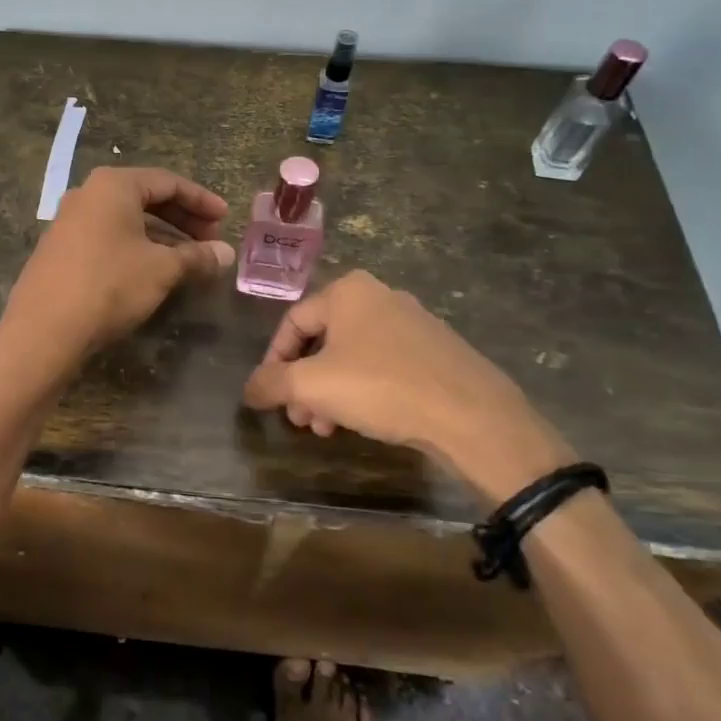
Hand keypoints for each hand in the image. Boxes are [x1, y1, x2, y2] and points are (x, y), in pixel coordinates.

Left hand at [1, 167, 234, 362]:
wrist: (44, 330)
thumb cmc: (109, 285)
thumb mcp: (162, 269)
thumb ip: (197, 256)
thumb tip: (227, 254)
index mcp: (113, 185)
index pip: (168, 182)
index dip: (202, 200)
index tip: (226, 218)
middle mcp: (88, 194)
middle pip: (146, 197)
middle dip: (183, 218)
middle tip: (211, 240)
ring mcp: (69, 221)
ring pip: (126, 219)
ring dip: (161, 235)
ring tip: (188, 259)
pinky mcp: (60, 249)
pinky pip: (108, 236)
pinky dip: (136, 247)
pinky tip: (153, 271)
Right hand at [242, 270, 575, 505]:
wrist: (472, 416)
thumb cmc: (382, 388)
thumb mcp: (313, 386)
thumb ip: (272, 383)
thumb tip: (249, 389)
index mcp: (348, 291)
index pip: (292, 322)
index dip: (273, 360)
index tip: (268, 396)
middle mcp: (380, 296)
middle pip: (323, 340)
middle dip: (304, 383)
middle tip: (298, 419)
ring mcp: (413, 322)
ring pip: (353, 356)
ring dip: (331, 392)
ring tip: (326, 429)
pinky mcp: (437, 351)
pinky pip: (384, 366)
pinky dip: (363, 391)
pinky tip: (362, 423)